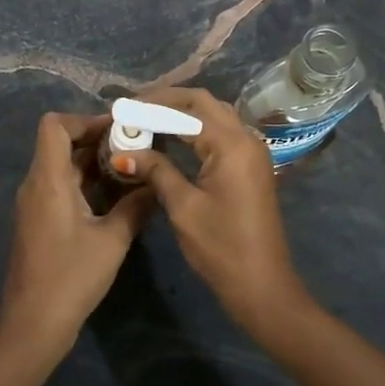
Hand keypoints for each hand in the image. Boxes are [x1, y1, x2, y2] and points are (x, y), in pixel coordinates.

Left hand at [0, 112, 151, 361]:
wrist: (33, 327)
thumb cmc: (71, 278)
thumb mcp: (112, 241)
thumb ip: (136, 206)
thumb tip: (155, 184)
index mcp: (48, 180)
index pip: (54, 125)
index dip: (85, 119)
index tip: (119, 129)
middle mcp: (36, 185)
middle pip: (61, 143)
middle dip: (98, 139)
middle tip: (136, 147)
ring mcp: (34, 204)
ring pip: (62, 165)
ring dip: (94, 162)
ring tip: (131, 169)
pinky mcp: (38, 221)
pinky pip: (60, 186)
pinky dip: (86, 182)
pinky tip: (115, 198)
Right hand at [126, 87, 314, 339]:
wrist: (262, 284)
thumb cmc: (221, 247)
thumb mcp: (183, 207)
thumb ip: (156, 170)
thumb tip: (124, 151)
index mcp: (231, 144)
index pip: (188, 108)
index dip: (152, 106)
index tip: (122, 109)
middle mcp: (246, 138)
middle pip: (205, 103)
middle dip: (168, 101)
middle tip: (134, 108)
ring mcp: (252, 151)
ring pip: (215, 116)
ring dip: (183, 113)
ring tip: (147, 119)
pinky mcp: (251, 166)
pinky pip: (222, 133)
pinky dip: (197, 129)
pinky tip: (173, 138)